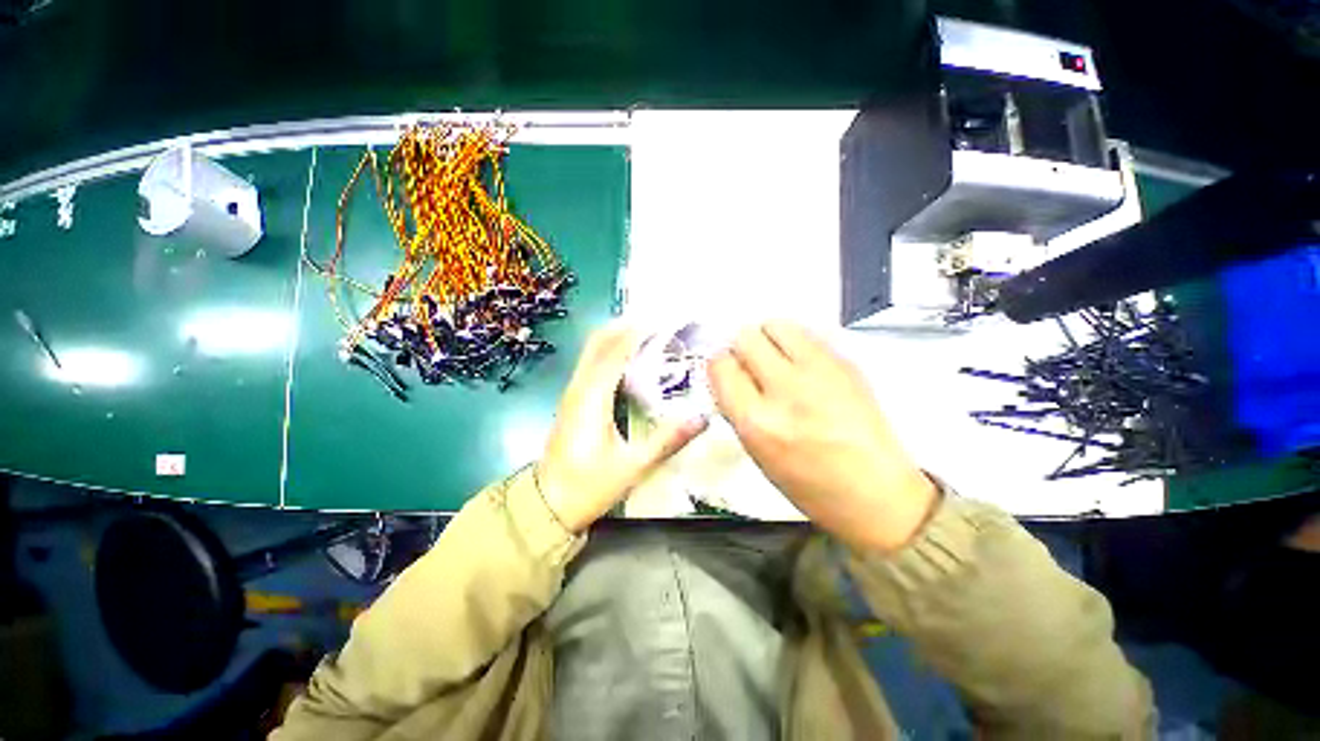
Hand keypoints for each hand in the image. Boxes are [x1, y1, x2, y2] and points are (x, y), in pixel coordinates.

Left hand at [537, 323, 708, 532]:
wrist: (547, 506)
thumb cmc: (588, 487)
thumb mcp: (632, 467)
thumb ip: (667, 440)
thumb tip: (703, 417)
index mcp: (591, 398)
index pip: (615, 351)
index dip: (639, 331)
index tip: (664, 318)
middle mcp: (579, 387)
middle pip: (599, 341)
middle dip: (627, 325)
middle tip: (660, 320)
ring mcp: (573, 392)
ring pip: (594, 350)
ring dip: (619, 335)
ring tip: (651, 331)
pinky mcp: (574, 400)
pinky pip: (592, 364)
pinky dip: (611, 351)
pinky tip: (632, 357)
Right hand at [708, 322, 937, 552]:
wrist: (877, 493)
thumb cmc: (810, 485)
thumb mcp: (757, 454)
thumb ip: (738, 409)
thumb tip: (729, 375)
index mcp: (757, 421)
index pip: (720, 366)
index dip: (721, 367)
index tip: (728, 372)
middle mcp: (785, 390)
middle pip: (745, 337)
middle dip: (741, 348)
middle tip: (751, 363)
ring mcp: (819, 372)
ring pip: (776, 325)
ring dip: (768, 338)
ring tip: (776, 358)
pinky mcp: (846, 363)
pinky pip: (807, 334)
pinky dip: (796, 343)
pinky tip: (803, 365)